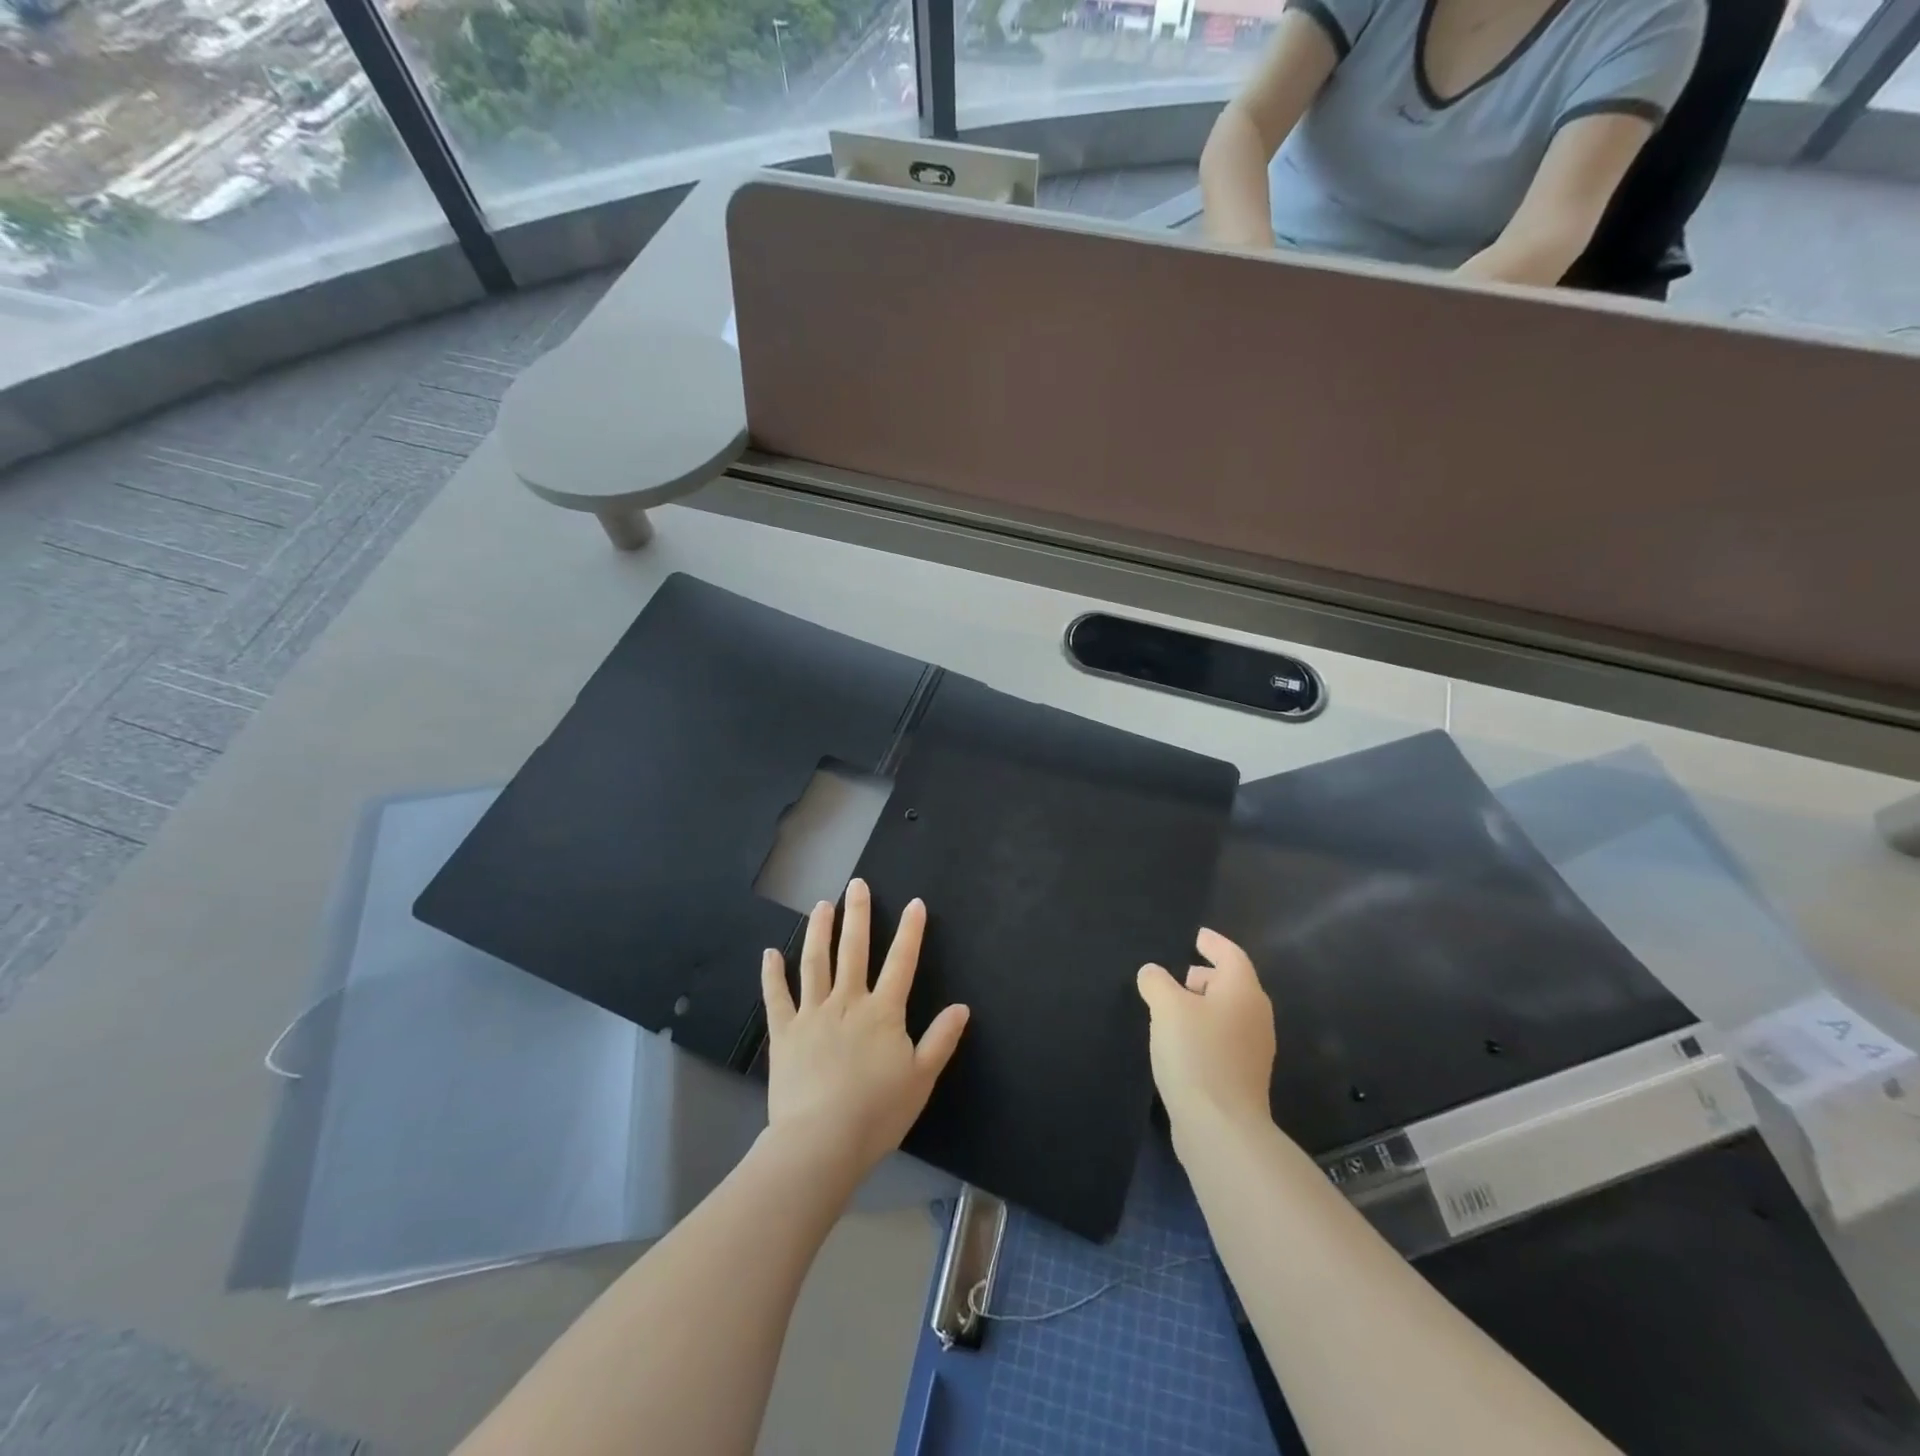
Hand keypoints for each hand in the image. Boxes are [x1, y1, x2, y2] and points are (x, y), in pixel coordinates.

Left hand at [760, 880, 969, 1180]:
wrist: (821, 1141)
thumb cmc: (877, 1112)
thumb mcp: (921, 1079)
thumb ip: (941, 1040)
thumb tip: (961, 1007)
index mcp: (882, 1012)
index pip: (901, 962)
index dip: (910, 932)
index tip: (914, 903)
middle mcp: (847, 1002)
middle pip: (854, 950)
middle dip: (858, 915)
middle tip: (857, 885)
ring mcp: (812, 1014)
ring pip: (815, 962)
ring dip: (819, 931)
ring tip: (822, 905)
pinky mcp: (784, 1032)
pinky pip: (776, 997)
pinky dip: (772, 974)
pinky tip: (769, 954)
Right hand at [1137, 928, 1276, 1139]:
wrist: (1221, 1126)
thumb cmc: (1196, 1054)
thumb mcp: (1167, 1008)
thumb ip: (1157, 982)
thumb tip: (1153, 973)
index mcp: (1243, 992)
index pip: (1231, 955)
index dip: (1214, 943)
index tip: (1198, 935)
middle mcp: (1255, 1016)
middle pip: (1234, 984)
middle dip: (1208, 975)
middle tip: (1181, 973)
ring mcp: (1254, 1049)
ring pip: (1229, 1013)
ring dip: (1205, 1004)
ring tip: (1176, 1007)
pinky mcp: (1244, 1076)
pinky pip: (1225, 1038)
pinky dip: (1206, 1029)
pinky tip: (1183, 1041)